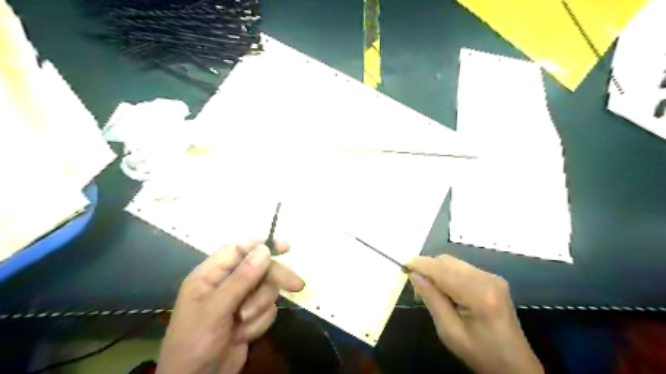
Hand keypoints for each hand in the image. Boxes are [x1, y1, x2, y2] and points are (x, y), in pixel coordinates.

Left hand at [157, 239, 303, 373]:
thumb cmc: (195, 342)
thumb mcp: (216, 309)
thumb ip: (241, 278)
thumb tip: (264, 249)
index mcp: (211, 275)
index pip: (239, 249)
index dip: (261, 245)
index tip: (285, 248)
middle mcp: (227, 283)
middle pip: (260, 268)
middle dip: (273, 280)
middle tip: (295, 286)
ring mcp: (240, 300)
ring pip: (266, 289)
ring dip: (260, 307)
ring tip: (244, 322)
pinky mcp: (250, 316)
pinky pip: (267, 309)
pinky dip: (259, 323)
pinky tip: (244, 334)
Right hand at [408, 256, 543, 372]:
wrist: (515, 366)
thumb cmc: (481, 354)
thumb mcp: (450, 332)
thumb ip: (431, 299)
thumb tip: (414, 275)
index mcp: (479, 294)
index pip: (442, 270)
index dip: (421, 264)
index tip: (403, 265)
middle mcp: (487, 279)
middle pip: (447, 261)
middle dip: (428, 268)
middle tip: (416, 287)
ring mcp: (492, 277)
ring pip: (454, 263)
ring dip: (437, 271)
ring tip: (430, 291)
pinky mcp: (493, 279)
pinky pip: (462, 268)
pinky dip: (448, 274)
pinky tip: (445, 290)